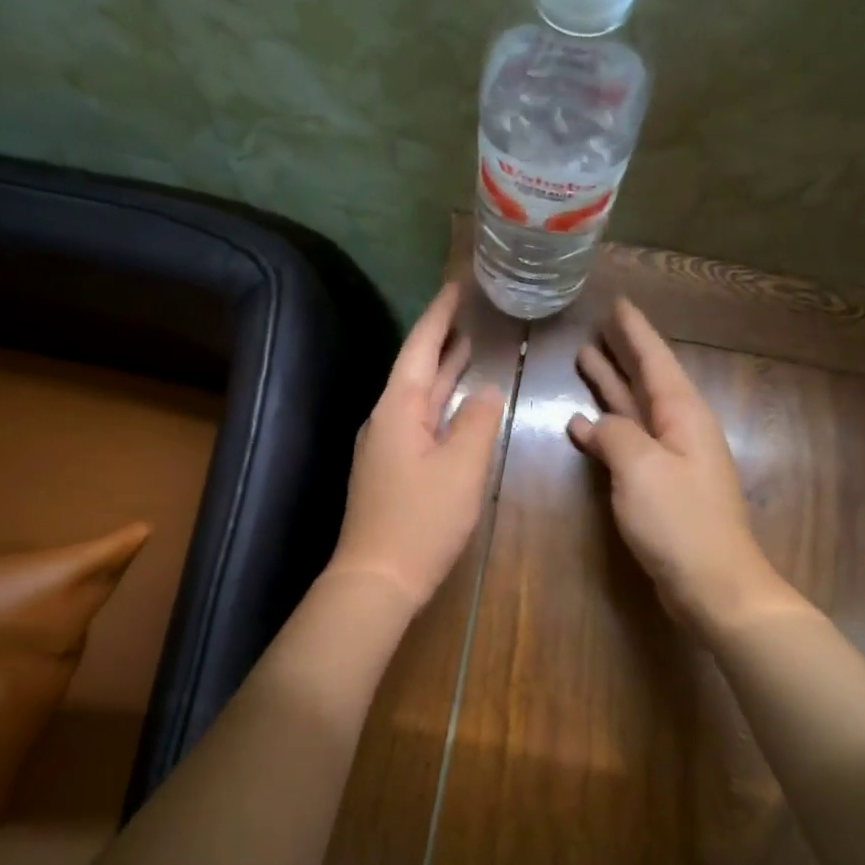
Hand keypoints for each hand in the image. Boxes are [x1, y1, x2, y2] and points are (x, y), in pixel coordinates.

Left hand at [326, 283, 505, 610]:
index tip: (456, 286)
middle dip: (442, 341)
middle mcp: (386, 421)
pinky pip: (420, 425)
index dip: (439, 316)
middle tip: (468, 314)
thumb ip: (477, 422)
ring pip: (419, 400)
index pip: (420, 348)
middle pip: (416, 370)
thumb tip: (486, 392)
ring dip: (443, 375)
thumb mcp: (461, 467)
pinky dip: (441, 408)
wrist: (378, 578)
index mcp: (398, 409)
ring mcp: (386, 448)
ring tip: (468, 349)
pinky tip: (458, 410)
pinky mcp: (391, 473)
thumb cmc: (421, 520)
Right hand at [568, 297, 806, 631]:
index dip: (636, 333)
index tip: (619, 304)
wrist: (713, 583)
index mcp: (683, 415)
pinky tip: (582, 427)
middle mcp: (680, 430)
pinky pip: (629, 445)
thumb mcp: (641, 468)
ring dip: (612, 388)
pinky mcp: (661, 488)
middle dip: (622, 355)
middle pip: (647, 382)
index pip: (657, 361)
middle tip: (596, 329)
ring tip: (585, 362)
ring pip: (636, 411)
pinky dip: (606, 432)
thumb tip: (592, 424)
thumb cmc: (679, 521)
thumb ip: (614, 435)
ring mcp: (671, 460)